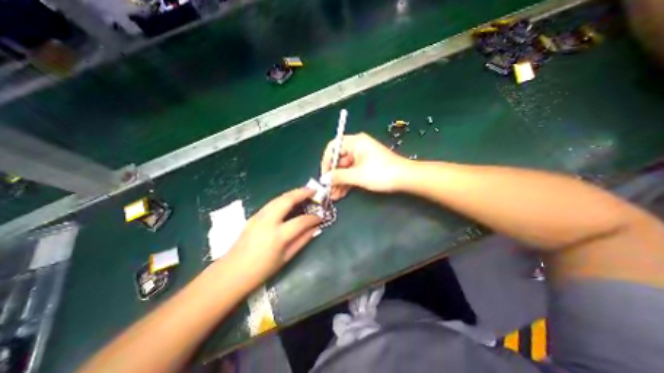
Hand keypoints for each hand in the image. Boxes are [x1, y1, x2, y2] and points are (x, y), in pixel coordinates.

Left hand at [227, 187, 322, 286]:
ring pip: (278, 198)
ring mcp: (259, 216)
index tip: (321, 216)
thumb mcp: (286, 257)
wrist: (232, 272)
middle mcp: (267, 222)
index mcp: (277, 236)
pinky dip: (284, 199)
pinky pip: (272, 203)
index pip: (300, 221)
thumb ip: (302, 240)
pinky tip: (289, 201)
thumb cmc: (261, 270)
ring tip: (304, 192)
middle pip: (287, 200)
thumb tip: (315, 228)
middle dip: (302, 193)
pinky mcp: (254, 216)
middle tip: (314, 191)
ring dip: (293, 193)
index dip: (313, 218)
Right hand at [319, 131, 406, 198]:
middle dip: (333, 176)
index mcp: (355, 142)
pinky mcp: (366, 166)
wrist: (405, 178)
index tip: (324, 176)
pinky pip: (352, 172)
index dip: (326, 162)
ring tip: (334, 196)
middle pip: (339, 160)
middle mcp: (357, 147)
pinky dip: (347, 182)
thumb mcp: (357, 175)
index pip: (333, 147)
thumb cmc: (381, 173)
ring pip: (345, 168)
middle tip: (328, 190)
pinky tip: (341, 193)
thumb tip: (324, 179)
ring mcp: (362, 157)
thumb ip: (338, 176)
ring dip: (339, 182)